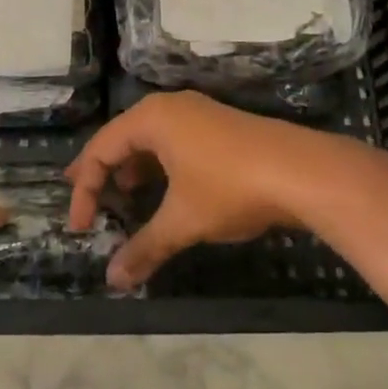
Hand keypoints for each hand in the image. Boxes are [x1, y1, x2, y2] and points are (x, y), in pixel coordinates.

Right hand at [65, 91, 356, 290]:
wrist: (306, 173)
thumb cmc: (232, 188)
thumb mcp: (183, 221)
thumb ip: (144, 248)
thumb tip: (113, 281)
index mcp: (151, 119)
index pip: (100, 151)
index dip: (85, 191)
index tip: (81, 228)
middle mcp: (170, 108)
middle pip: (121, 139)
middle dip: (102, 172)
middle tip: (85, 198)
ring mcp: (199, 114)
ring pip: (149, 140)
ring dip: (132, 170)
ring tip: (123, 196)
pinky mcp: (220, 127)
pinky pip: (173, 143)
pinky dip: (159, 167)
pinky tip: (164, 190)